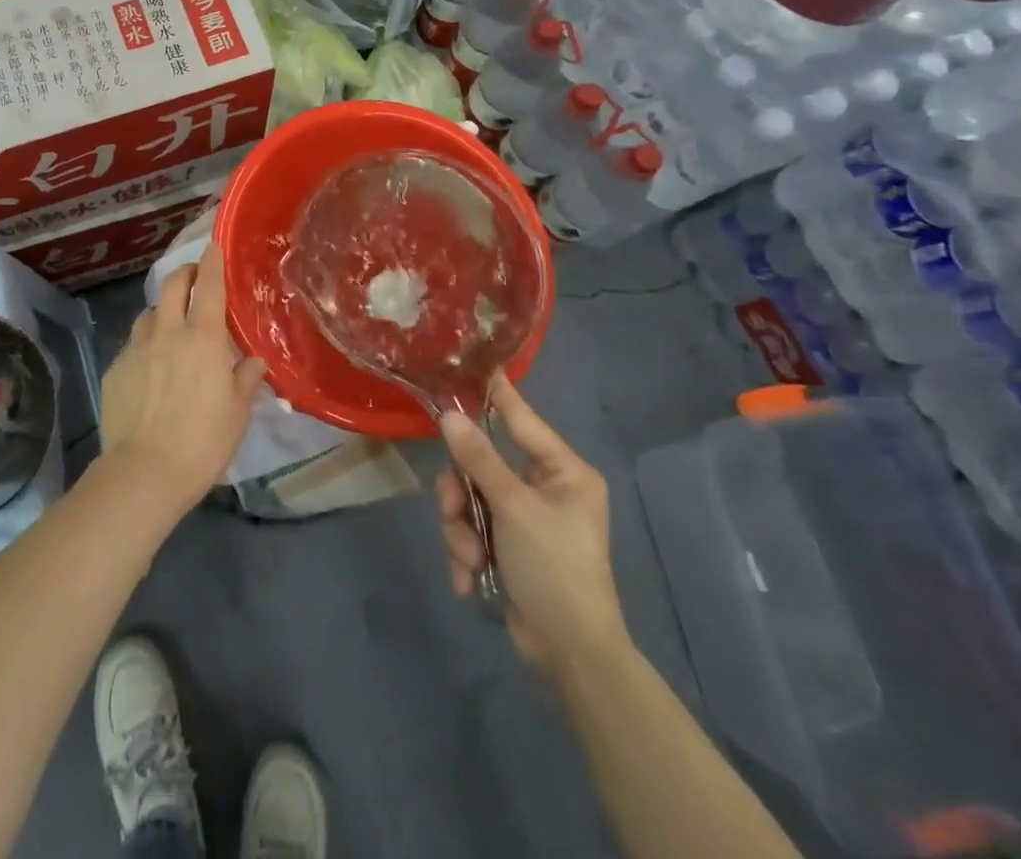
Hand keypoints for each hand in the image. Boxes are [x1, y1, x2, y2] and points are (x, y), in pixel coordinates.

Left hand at [97, 244, 266, 515]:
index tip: (214, 246)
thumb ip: (245, 378)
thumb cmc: (202, 442)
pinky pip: (133, 343)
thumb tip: (254, 360)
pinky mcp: (115, 368)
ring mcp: (136, 348)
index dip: (212, 261)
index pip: (209, 285)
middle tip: (195, 279)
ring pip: (149, 313)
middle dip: (185, 273)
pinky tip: (150, 366)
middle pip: (172, 285)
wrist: (144, 472)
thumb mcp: (237, 412)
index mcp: (203, 337)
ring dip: (163, 310)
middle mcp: (167, 332)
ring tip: (172, 325)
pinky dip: (145, 343)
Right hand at [436, 376, 628, 676]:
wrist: (571, 655)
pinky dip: (466, 555)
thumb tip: (449, 415)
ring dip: (462, 531)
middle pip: (482, 465)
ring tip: (470, 559)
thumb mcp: (514, 508)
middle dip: (463, 496)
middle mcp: (544, 489)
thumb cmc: (555, 568)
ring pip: (470, 500)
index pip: (522, 419)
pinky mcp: (509, 548)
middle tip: (456, 513)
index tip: (469, 365)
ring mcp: (525, 520)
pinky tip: (471, 580)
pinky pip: (472, 531)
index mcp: (563, 472)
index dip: (495, 394)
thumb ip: (479, 459)